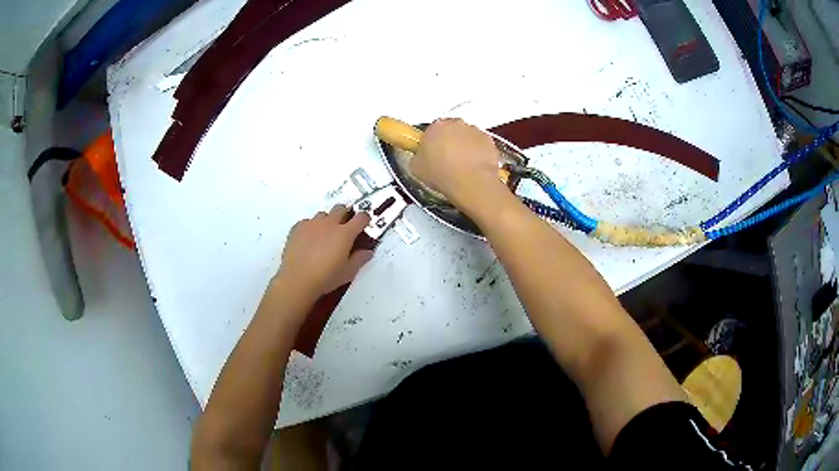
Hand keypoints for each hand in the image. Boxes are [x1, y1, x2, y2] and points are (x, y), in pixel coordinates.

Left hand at [275, 205, 372, 299]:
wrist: (297, 280)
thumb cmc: (325, 278)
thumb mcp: (347, 272)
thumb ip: (359, 259)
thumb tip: (367, 252)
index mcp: (345, 234)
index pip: (361, 217)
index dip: (365, 219)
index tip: (364, 224)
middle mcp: (329, 224)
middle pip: (341, 209)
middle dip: (345, 215)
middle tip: (344, 228)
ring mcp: (312, 224)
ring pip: (323, 214)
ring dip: (327, 221)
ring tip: (325, 234)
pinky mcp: (298, 227)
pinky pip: (307, 221)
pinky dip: (311, 227)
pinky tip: (309, 239)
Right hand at [410, 118, 507, 212]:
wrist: (469, 182)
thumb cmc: (440, 173)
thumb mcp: (416, 168)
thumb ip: (418, 157)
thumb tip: (421, 158)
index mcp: (436, 126)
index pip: (433, 129)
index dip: (434, 141)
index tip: (434, 153)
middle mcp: (456, 123)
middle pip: (452, 130)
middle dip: (451, 141)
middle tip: (448, 159)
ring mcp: (475, 130)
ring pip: (469, 136)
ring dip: (466, 146)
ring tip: (464, 165)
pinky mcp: (489, 140)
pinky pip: (482, 145)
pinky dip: (480, 153)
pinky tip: (476, 167)